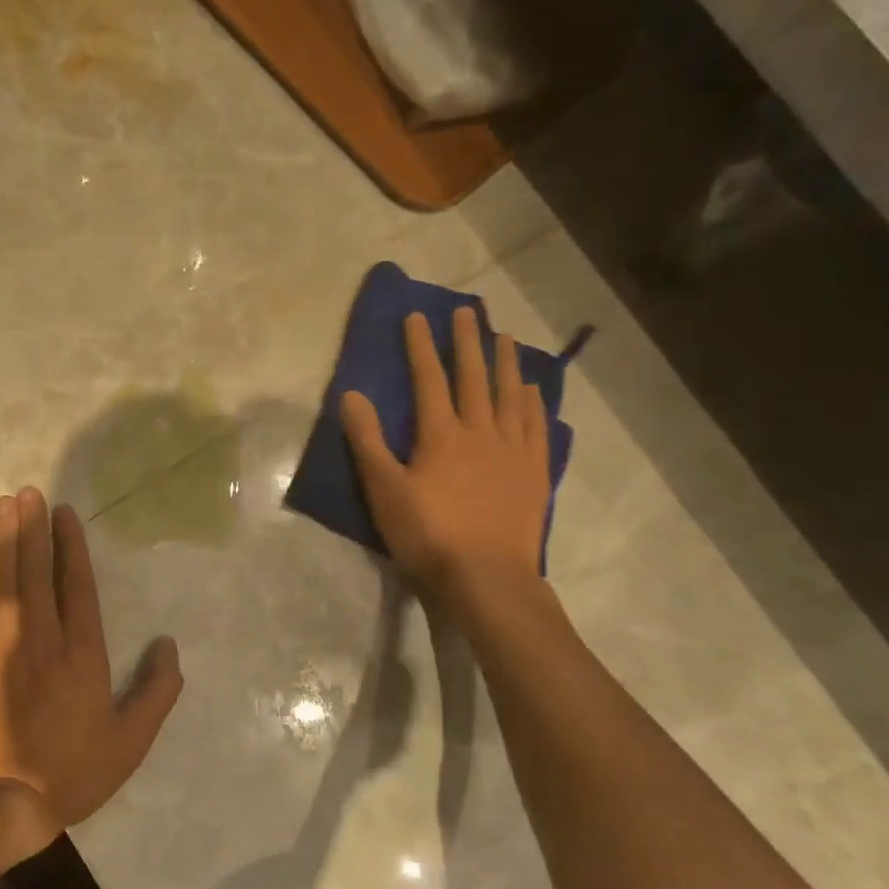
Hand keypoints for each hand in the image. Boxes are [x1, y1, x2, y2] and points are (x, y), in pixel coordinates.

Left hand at [0, 488, 182, 857]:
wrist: (11, 803)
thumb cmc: (75, 771)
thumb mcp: (131, 740)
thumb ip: (156, 691)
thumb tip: (169, 645)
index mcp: (84, 653)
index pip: (79, 586)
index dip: (72, 546)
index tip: (65, 513)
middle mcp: (44, 637)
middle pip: (39, 572)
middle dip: (34, 529)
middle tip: (30, 491)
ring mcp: (4, 646)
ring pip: (5, 581)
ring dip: (4, 540)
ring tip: (4, 503)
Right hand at [342, 308, 551, 612]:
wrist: (486, 578)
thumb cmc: (427, 535)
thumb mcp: (384, 490)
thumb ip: (367, 441)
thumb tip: (351, 395)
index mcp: (441, 435)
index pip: (429, 380)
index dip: (421, 347)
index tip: (417, 317)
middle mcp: (481, 432)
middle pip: (474, 378)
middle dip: (467, 342)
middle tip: (468, 310)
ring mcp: (513, 451)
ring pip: (511, 395)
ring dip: (505, 363)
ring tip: (504, 337)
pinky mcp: (535, 472)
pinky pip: (537, 426)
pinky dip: (534, 402)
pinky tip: (533, 390)